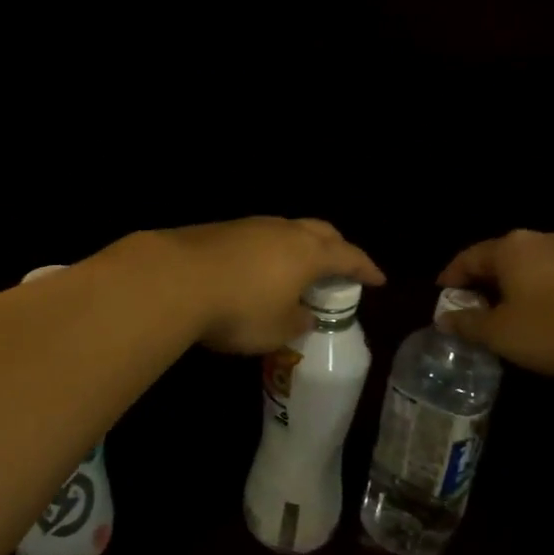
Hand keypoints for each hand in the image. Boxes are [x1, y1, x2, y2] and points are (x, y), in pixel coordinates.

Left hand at [157, 217, 385, 354]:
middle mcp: (284, 231)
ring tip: (299, 268)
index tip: (379, 279)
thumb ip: (296, 322)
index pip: (348, 256)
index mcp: (308, 253)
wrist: (174, 279)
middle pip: (321, 231)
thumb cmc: (238, 309)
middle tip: (342, 266)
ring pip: (287, 229)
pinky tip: (259, 268)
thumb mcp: (276, 329)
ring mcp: (250, 225)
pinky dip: (269, 250)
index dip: (366, 268)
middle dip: (336, 247)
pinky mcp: (221, 229)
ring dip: (300, 246)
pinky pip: (259, 236)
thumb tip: (302, 316)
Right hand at [435, 230, 553, 377]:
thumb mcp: (502, 333)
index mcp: (510, 248)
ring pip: (532, 267)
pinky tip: (549, 317)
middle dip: (485, 283)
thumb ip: (469, 324)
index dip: (452, 277)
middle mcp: (540, 240)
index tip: (442, 296)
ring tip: (510, 316)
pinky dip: (544, 293)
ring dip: (516, 288)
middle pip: (501, 259)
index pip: (468, 257)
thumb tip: (445, 318)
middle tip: (474, 308)